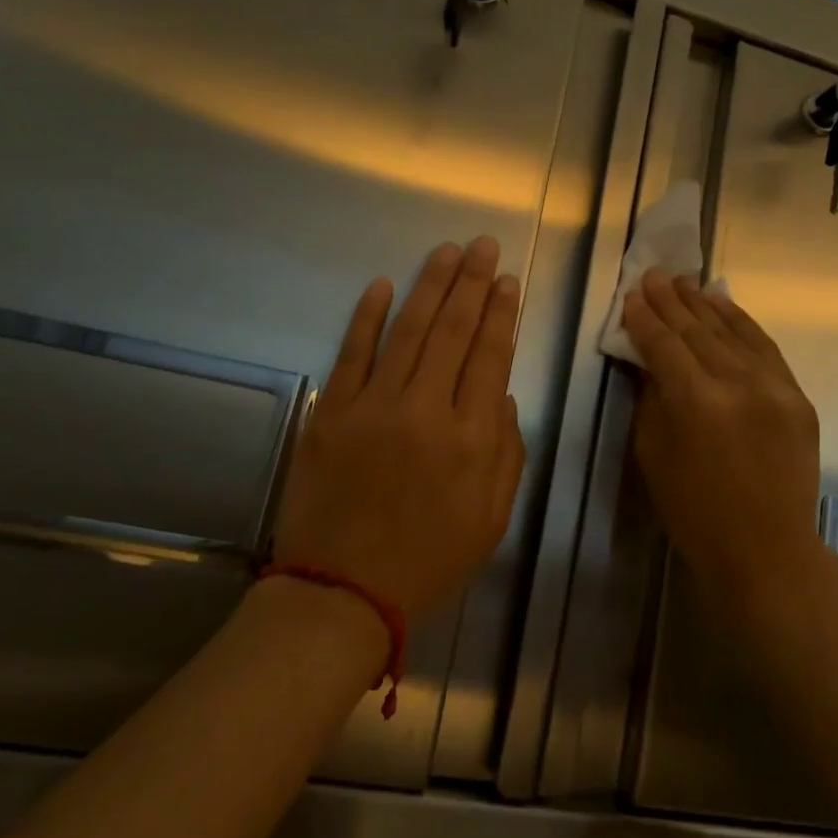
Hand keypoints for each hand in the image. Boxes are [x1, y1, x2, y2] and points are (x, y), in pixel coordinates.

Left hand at [272, 237, 525, 623]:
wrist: (342, 591)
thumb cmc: (428, 560)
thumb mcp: (491, 518)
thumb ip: (507, 453)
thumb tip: (501, 394)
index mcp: (471, 440)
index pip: (490, 357)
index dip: (500, 314)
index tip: (507, 281)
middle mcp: (426, 411)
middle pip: (453, 332)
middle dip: (471, 283)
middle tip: (483, 245)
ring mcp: (373, 407)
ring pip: (408, 331)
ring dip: (429, 286)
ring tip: (446, 251)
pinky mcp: (331, 412)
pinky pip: (352, 353)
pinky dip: (366, 316)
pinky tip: (382, 284)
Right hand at [622, 270, 822, 601]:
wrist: (766, 550)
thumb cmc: (694, 512)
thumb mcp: (653, 454)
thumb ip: (652, 398)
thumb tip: (649, 359)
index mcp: (696, 402)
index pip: (664, 345)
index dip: (645, 318)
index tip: (631, 295)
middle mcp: (739, 384)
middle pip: (699, 330)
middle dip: (672, 301)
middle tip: (654, 275)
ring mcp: (775, 388)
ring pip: (734, 332)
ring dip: (706, 304)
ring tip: (685, 282)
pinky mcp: (798, 396)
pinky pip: (765, 348)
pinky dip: (743, 324)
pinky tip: (725, 306)